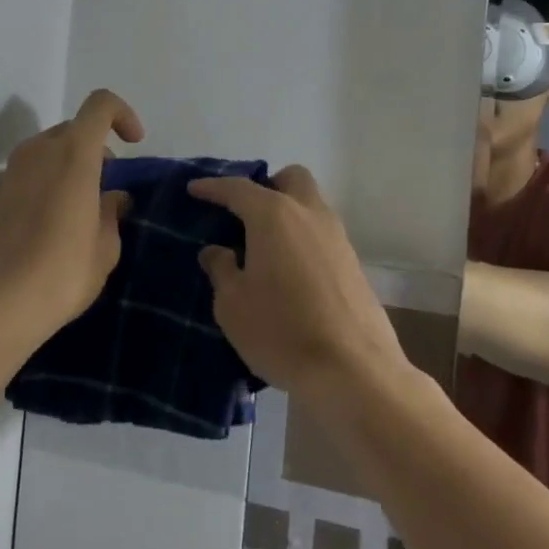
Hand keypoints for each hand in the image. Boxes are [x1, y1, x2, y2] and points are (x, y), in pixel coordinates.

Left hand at [0, 89, 144, 340]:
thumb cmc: (62, 271)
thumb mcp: (105, 247)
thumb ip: (112, 213)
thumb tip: (113, 198)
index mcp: (74, 152)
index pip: (100, 105)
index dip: (123, 115)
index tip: (134, 144)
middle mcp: (40, 150)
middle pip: (75, 128)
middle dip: (97, 148)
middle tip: (109, 186)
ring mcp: (13, 170)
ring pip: (51, 149)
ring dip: (72, 165)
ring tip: (84, 208)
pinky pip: (33, 172)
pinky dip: (51, 182)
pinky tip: (57, 224)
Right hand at [189, 165, 409, 402]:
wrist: (353, 371)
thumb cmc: (281, 331)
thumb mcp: (233, 305)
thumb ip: (221, 270)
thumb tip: (216, 251)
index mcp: (274, 215)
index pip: (238, 188)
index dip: (213, 187)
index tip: (194, 189)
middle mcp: (310, 214)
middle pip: (291, 178)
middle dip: (268, 185)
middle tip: (245, 213)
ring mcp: (337, 237)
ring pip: (311, 205)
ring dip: (288, 213)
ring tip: (263, 247)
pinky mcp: (353, 264)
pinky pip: (322, 235)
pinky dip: (303, 239)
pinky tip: (288, 272)